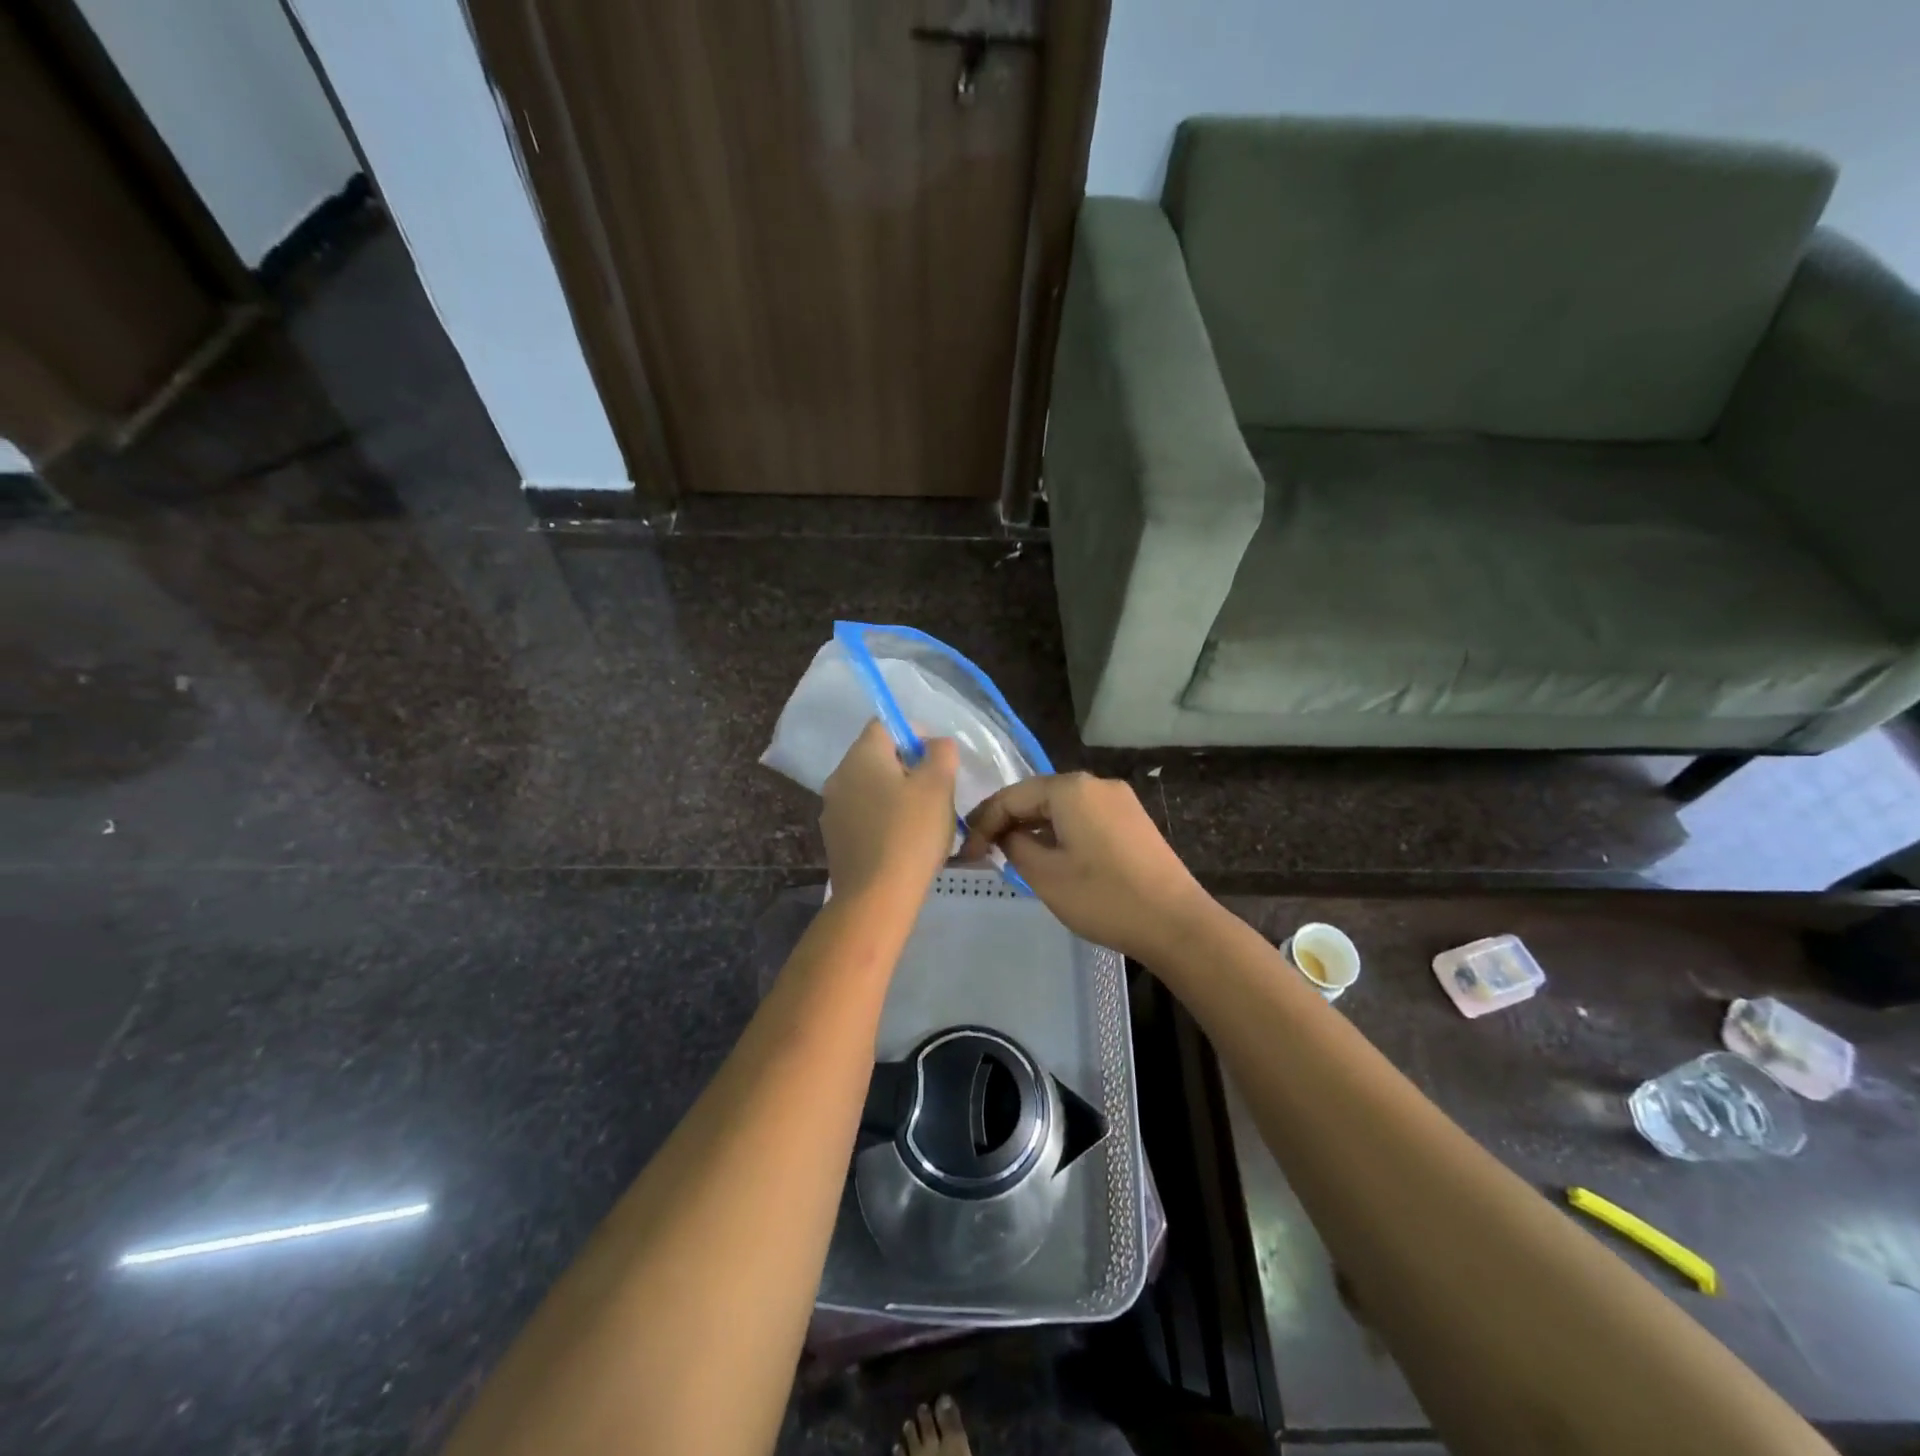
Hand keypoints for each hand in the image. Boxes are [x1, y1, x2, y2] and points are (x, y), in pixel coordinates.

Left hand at [821, 720, 958, 903]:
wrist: (876, 897)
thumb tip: (934, 745)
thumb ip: (941, 753)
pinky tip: (903, 843)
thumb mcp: (938, 785)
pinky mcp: (835, 840)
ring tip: (924, 821)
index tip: (938, 760)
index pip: (885, 725)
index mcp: (861, 756)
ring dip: (896, 795)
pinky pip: (863, 816)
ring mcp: (832, 810)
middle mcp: (839, 777)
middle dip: (908, 767)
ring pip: (870, 788)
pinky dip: (883, 819)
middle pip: (877, 757)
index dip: (915, 734)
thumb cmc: (911, 833)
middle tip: (937, 792)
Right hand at [960, 773, 1216, 962]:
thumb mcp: (1045, 874)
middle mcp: (1096, 783)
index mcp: (1070, 788)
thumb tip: (1006, 834)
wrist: (1176, 923)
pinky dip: (1060, 831)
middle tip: (982, 850)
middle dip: (1008, 821)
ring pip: (1061, 806)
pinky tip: (1050, 854)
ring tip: (1011, 853)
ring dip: (1034, 826)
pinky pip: (1084, 816)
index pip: (1011, 796)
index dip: (983, 822)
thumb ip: (1015, 845)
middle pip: (1037, 795)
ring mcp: (1119, 800)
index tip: (964, 852)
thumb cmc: (1103, 897)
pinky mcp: (1133, 819)